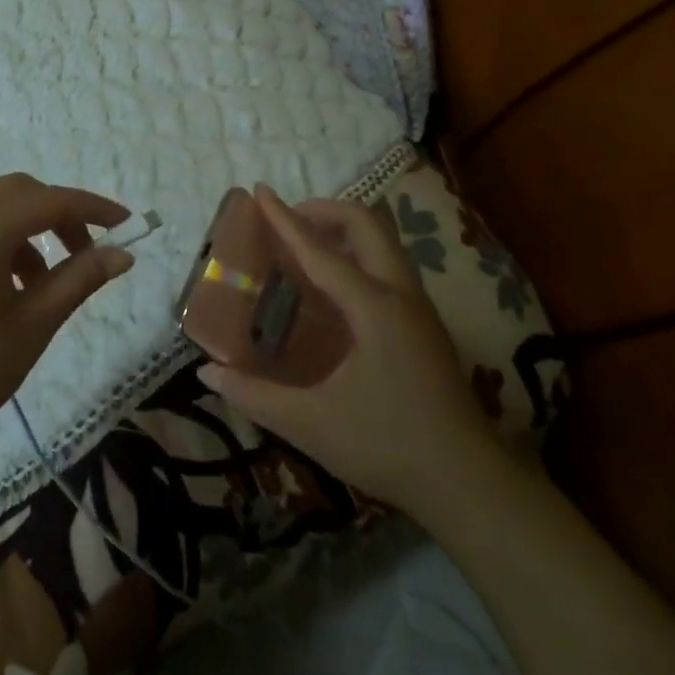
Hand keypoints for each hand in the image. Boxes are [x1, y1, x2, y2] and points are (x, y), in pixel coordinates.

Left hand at [0, 174, 133, 472]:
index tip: (126, 225)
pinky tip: (1, 287)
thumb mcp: (33, 324)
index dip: (92, 209)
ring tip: (41, 283)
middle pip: (17, 192)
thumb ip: (79, 278)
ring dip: (25, 229)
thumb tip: (122, 254)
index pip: (50, 200)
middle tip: (85, 252)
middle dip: (57, 214)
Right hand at [197, 185, 502, 510]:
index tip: (260, 191)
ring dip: (345, 231)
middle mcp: (401, 295)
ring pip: (385, 243)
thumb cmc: (388, 446)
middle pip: (369, 224)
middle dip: (325, 211)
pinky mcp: (424, 326)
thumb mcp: (312, 424)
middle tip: (287, 222)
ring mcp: (419, 309)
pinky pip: (388, 267)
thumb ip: (255, 395)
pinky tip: (332, 292)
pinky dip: (358, 256)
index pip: (321, 252)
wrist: (467, 483)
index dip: (285, 220)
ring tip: (304, 248)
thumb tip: (207, 372)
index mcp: (374, 308)